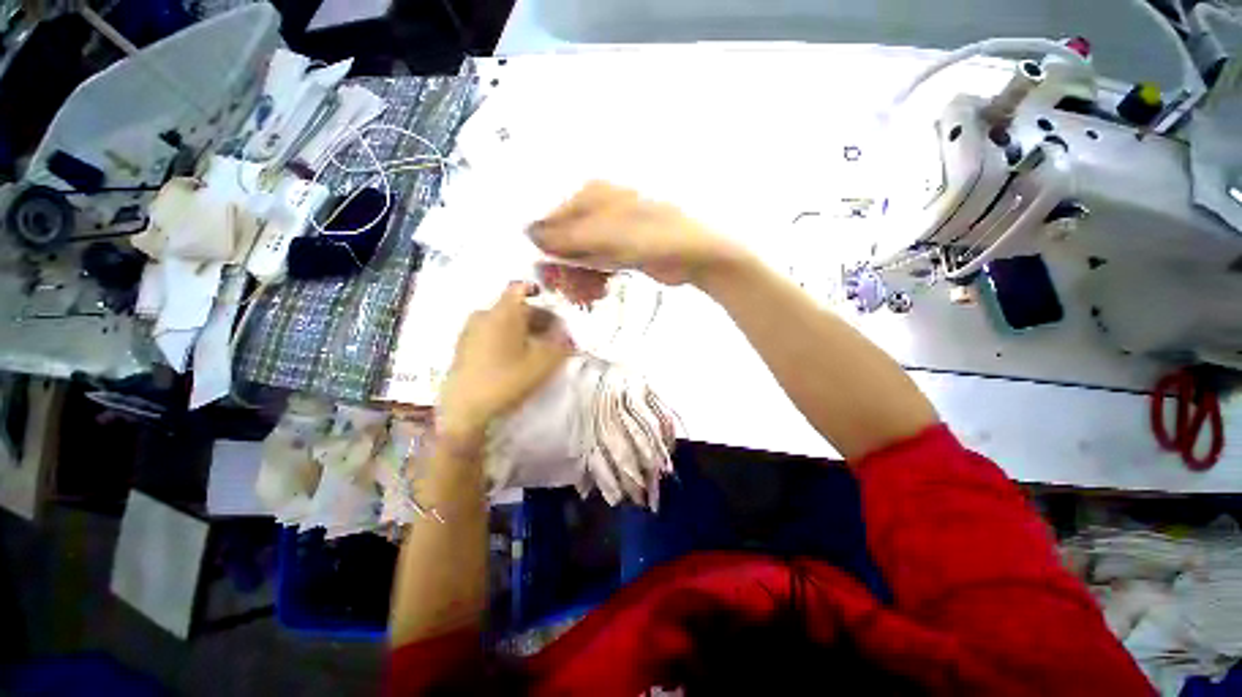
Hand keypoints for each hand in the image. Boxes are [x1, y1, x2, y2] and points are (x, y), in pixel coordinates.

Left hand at [436, 283, 571, 449]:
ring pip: (502, 321)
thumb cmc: (507, 379)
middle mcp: (484, 315)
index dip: (537, 291)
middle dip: (536, 317)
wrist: (465, 410)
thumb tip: (566, 332)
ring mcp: (470, 331)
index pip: (520, 288)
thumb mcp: (543, 362)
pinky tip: (516, 356)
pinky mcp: (464, 347)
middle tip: (553, 333)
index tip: (551, 305)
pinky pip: (490, 332)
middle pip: (514, 307)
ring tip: (537, 346)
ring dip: (522, 328)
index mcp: (503, 313)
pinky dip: (506, 337)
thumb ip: (559, 343)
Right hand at [527, 181, 742, 286]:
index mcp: (593, 194)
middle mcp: (599, 210)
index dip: (546, 246)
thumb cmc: (652, 237)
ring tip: (583, 293)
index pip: (554, 218)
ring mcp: (611, 231)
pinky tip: (595, 290)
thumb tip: (529, 233)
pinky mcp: (620, 251)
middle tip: (565, 289)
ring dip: (578, 275)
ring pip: (580, 254)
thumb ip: (567, 235)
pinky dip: (593, 278)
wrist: (694, 255)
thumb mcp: (606, 234)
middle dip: (563, 266)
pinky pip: (597, 264)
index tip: (543, 272)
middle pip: (566, 238)